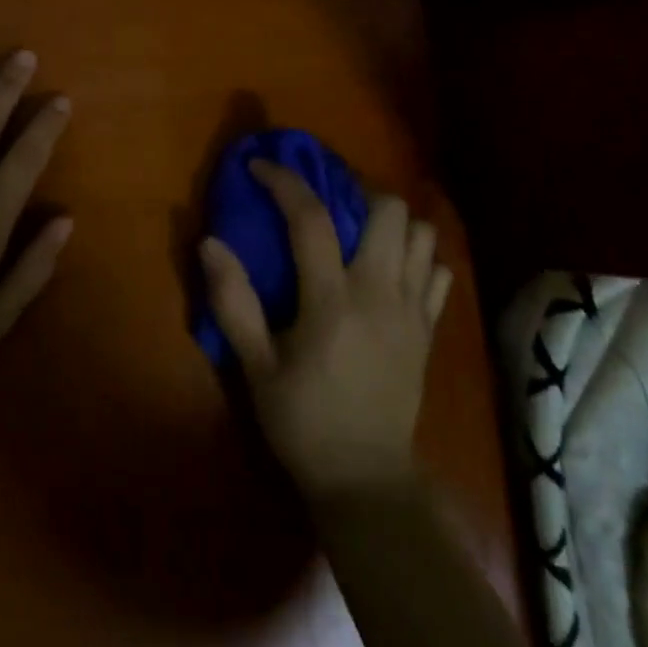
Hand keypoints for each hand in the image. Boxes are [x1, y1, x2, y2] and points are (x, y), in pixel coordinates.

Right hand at [200, 160, 451, 495]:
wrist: (366, 480)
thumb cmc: (302, 422)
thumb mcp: (255, 367)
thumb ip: (233, 302)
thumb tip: (210, 242)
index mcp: (332, 300)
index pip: (311, 219)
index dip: (284, 182)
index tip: (260, 166)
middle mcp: (380, 293)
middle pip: (387, 209)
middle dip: (354, 190)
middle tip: (325, 201)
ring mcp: (413, 310)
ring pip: (421, 233)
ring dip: (390, 220)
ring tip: (359, 230)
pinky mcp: (430, 329)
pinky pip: (437, 271)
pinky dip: (417, 256)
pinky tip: (390, 268)